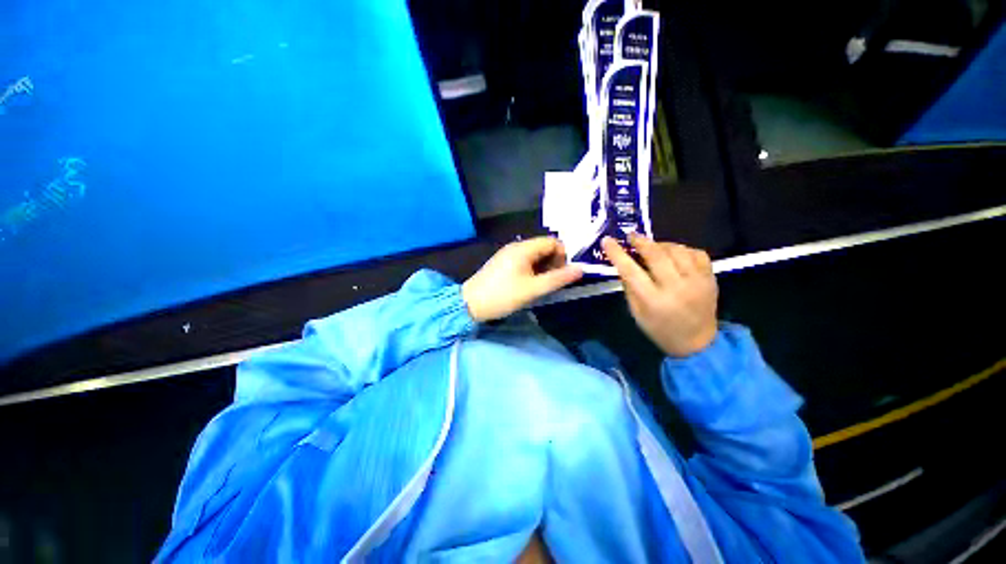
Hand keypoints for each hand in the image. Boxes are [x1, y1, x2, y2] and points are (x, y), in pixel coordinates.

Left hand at [463, 237, 583, 322]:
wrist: (470, 304)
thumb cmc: (503, 296)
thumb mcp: (533, 289)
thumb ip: (558, 279)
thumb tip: (581, 269)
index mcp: (524, 248)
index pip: (553, 242)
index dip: (563, 256)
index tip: (561, 275)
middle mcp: (516, 246)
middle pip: (544, 247)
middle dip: (554, 262)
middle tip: (551, 282)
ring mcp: (508, 254)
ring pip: (535, 255)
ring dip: (543, 267)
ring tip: (541, 285)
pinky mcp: (503, 262)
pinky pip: (524, 260)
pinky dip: (532, 270)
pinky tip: (529, 284)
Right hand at [602, 235, 717, 356]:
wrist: (698, 342)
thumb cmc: (660, 329)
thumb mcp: (636, 313)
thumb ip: (629, 287)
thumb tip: (623, 263)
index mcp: (654, 300)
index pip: (631, 271)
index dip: (617, 253)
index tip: (607, 241)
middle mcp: (676, 288)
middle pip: (656, 255)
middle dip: (641, 241)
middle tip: (631, 236)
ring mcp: (697, 281)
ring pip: (677, 250)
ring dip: (661, 244)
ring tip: (652, 246)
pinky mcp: (711, 277)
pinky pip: (696, 252)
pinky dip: (682, 249)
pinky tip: (674, 253)